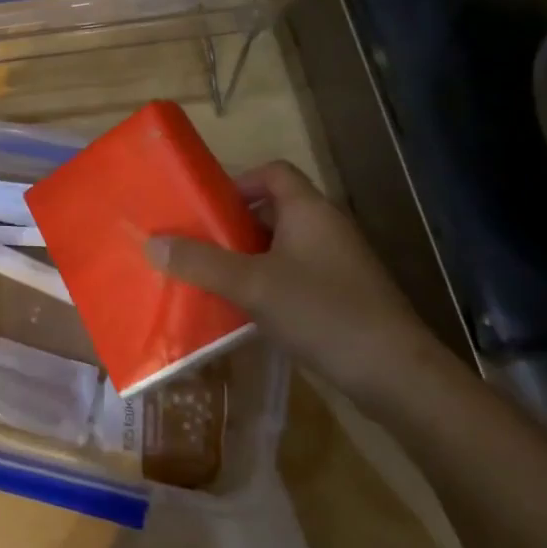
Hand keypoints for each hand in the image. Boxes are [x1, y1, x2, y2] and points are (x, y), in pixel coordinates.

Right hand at [146, 161, 444, 408]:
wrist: (396, 375)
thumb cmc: (323, 312)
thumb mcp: (252, 285)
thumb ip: (201, 262)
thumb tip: (150, 242)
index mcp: (309, 210)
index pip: (273, 172)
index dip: (239, 183)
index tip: (207, 209)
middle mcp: (326, 228)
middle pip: (272, 210)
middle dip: (233, 226)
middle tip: (197, 246)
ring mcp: (337, 264)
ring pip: (281, 247)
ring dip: (246, 259)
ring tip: (210, 278)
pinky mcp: (342, 296)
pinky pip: (294, 276)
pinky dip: (267, 284)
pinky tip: (244, 311)